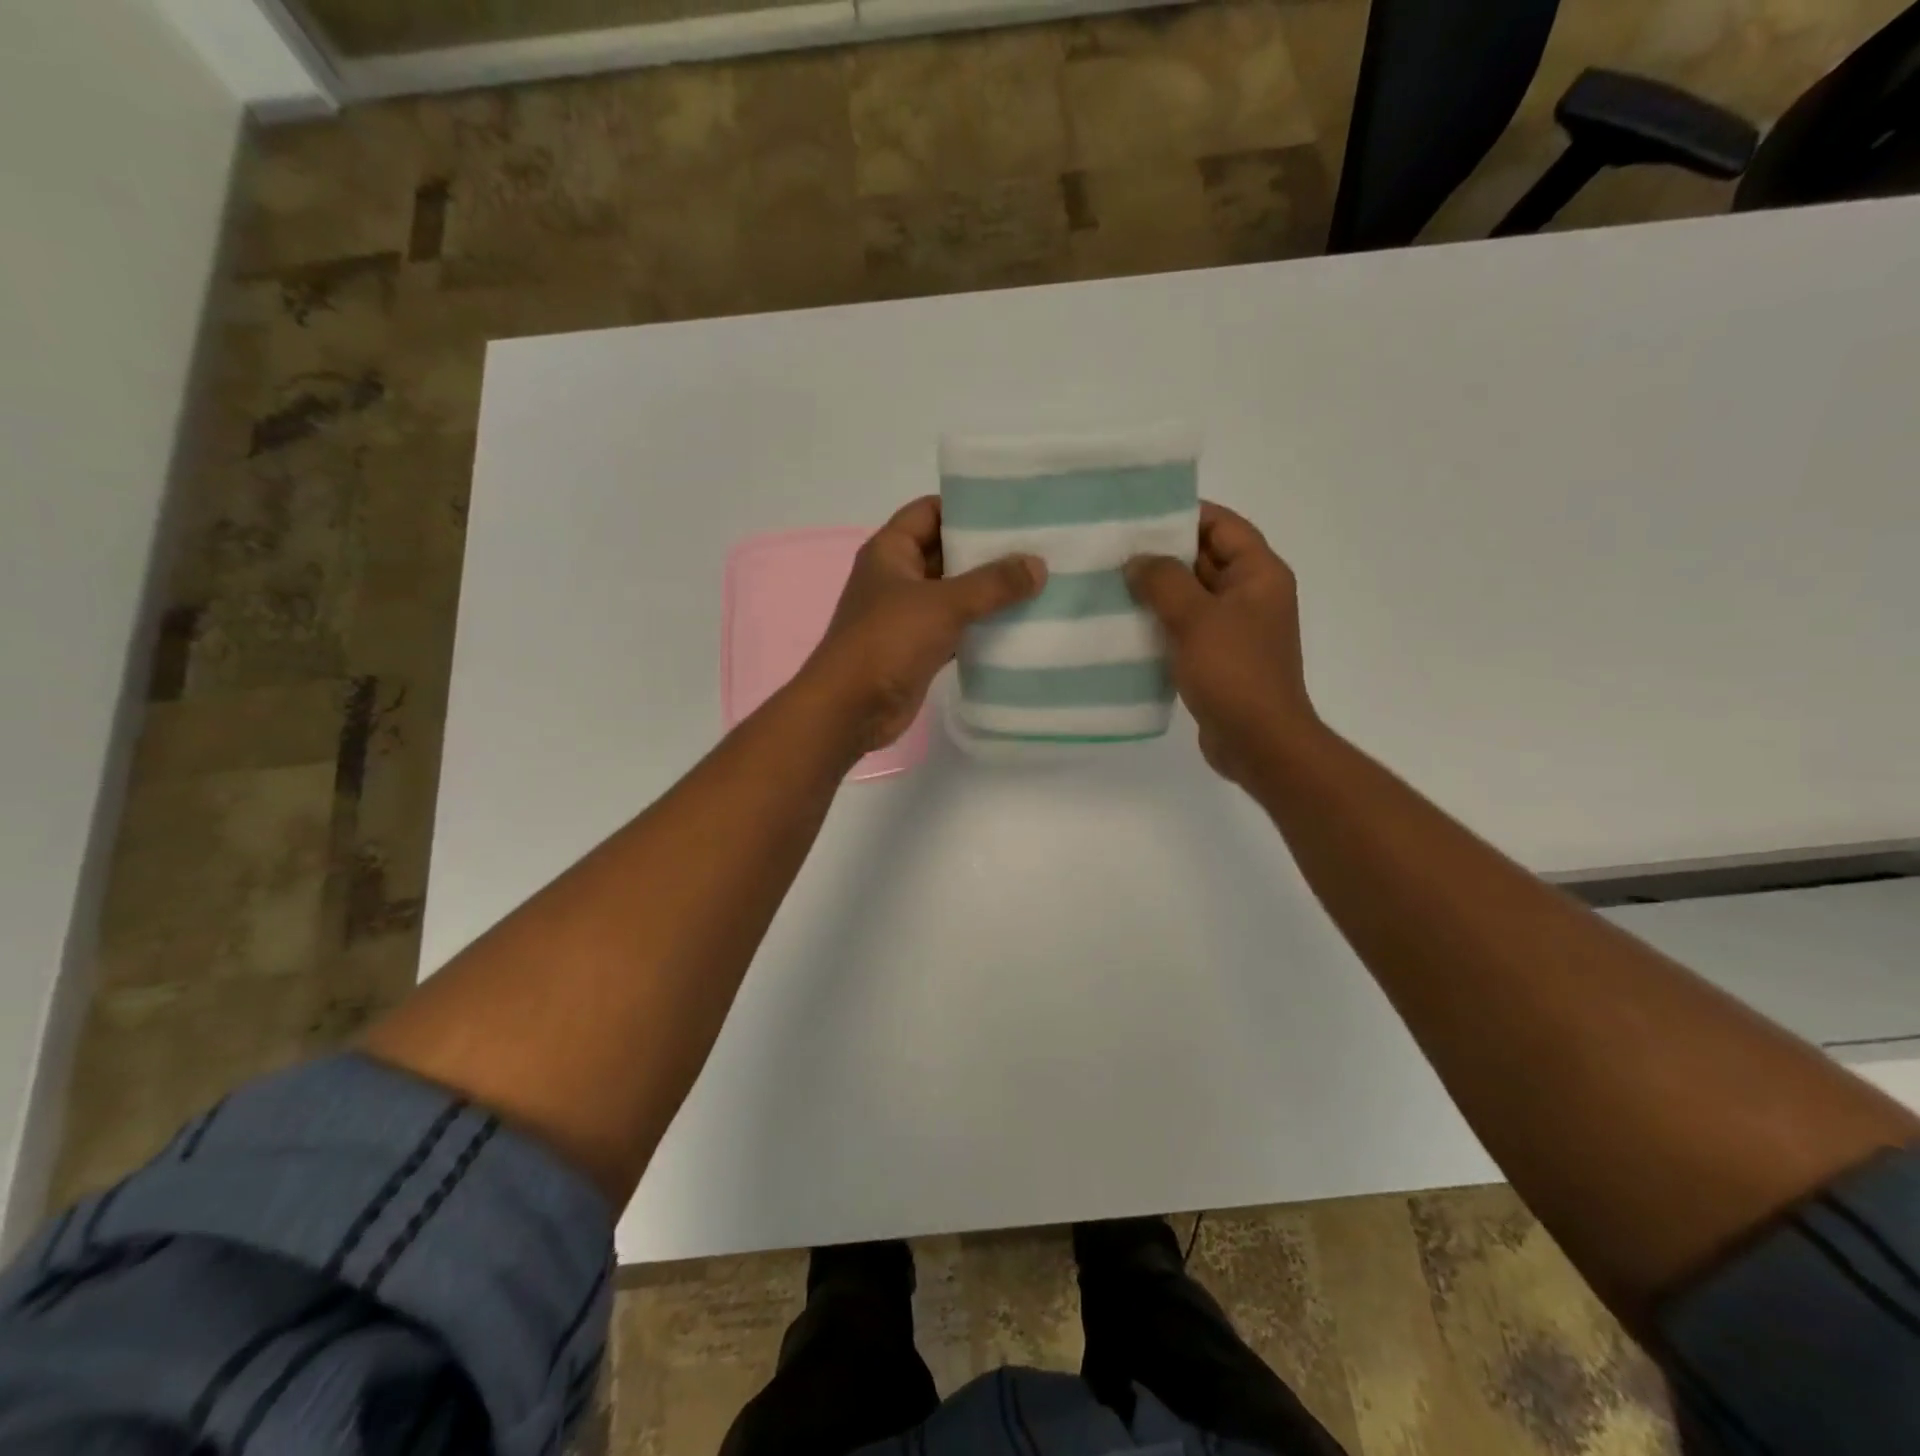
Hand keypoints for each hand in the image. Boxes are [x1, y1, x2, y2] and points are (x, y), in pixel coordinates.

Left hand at [805, 497, 1045, 751]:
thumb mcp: (944, 603)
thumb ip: (993, 583)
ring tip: (1039, 582)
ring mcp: (907, 615)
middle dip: (988, 551)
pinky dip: (982, 628)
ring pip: (955, 594)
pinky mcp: (919, 649)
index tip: (1014, 508)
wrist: (852, 709)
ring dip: (989, 592)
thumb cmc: (888, 641)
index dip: (968, 507)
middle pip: (947, 552)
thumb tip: (1037, 565)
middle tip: (1039, 546)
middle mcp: (898, 577)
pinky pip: (956, 629)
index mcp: (890, 551)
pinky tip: (1020, 625)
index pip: (931, 511)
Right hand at [1125, 502, 1317, 784]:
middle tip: (1111, 549)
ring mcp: (1234, 629)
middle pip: (1203, 559)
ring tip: (1108, 583)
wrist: (1259, 742)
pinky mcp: (1217, 658)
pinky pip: (1185, 628)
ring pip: (1190, 596)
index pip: (1221, 525)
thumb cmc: (1234, 673)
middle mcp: (1250, 595)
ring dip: (1155, 591)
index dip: (1182, 515)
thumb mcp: (1196, 618)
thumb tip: (1137, 560)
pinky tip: (1122, 625)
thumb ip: (1163, 581)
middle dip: (1160, 553)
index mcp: (1259, 574)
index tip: (1136, 514)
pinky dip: (1159, 623)